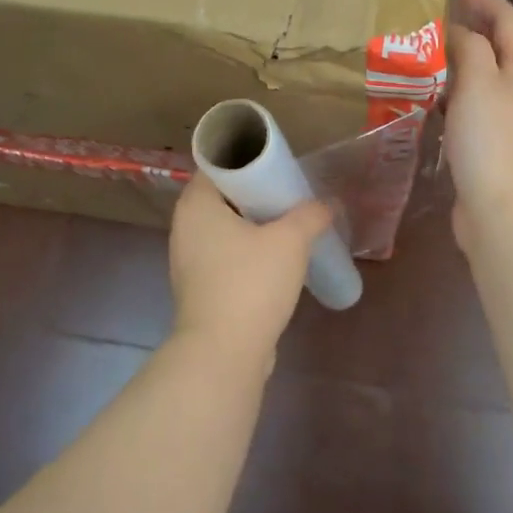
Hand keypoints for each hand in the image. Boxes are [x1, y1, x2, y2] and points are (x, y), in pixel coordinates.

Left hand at [169, 174, 333, 361]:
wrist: (223, 352)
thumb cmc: (251, 283)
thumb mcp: (290, 241)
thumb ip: (310, 215)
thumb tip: (327, 204)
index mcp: (197, 204)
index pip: (218, 164)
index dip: (249, 161)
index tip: (280, 166)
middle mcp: (185, 226)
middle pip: (223, 196)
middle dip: (257, 193)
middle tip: (291, 193)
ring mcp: (189, 258)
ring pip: (225, 227)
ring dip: (255, 224)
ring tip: (290, 225)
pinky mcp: (200, 286)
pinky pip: (226, 254)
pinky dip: (248, 250)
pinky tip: (277, 259)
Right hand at [445, 0, 512, 252]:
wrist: (508, 216)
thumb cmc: (494, 143)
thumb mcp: (479, 84)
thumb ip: (470, 49)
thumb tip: (460, 31)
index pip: (510, 21)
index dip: (486, 0)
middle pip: (500, 50)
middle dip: (470, 31)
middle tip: (432, 22)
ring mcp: (512, 124)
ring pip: (484, 82)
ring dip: (458, 66)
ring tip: (422, 58)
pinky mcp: (495, 150)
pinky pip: (473, 111)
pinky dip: (453, 99)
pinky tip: (429, 105)